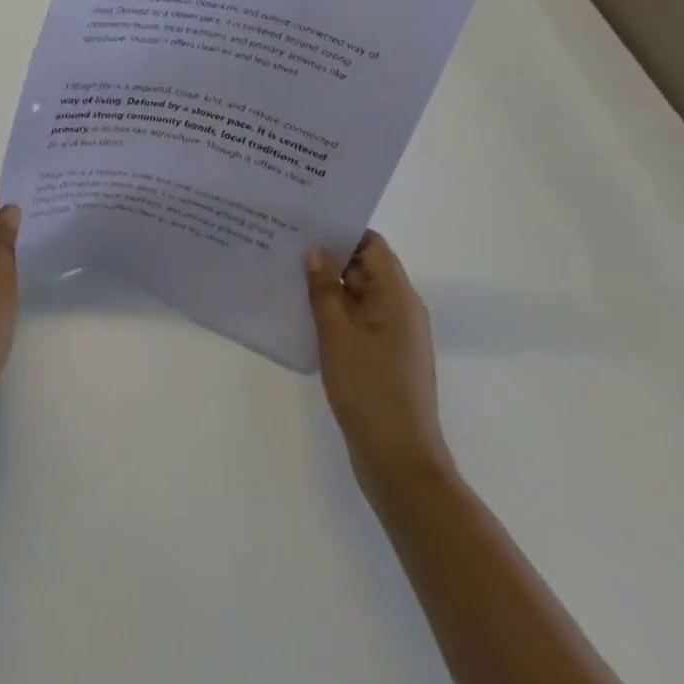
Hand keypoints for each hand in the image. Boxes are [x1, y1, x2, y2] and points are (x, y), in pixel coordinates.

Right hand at [307, 231, 450, 489]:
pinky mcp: (381, 357)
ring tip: (284, 271)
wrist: (399, 462)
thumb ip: (323, 288)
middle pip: (364, 267)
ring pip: (357, 294)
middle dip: (327, 255)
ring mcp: (392, 336)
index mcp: (398, 297)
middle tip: (283, 242)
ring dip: (326, 284)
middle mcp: (400, 310)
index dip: (340, 230)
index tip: (304, 221)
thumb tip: (314, 251)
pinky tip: (299, 310)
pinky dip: (331, 310)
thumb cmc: (369, 389)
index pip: (371, 245)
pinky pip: (355, 319)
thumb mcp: (337, 333)